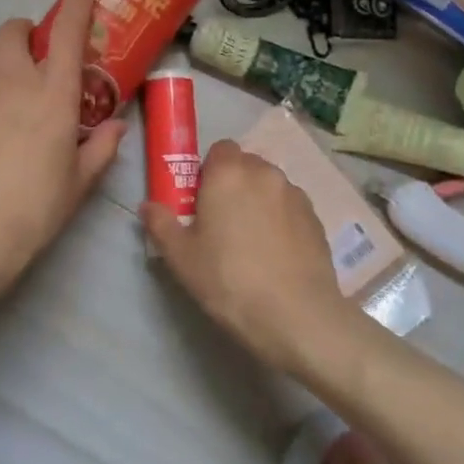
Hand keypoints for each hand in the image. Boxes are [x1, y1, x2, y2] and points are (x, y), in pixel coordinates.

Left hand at [0, 0, 125, 316]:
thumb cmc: (36, 206)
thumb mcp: (80, 181)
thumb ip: (101, 148)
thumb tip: (116, 127)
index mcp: (54, 93)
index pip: (69, 32)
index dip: (78, 4)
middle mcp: (14, 78)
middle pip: (15, 29)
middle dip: (28, 31)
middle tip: (37, 53)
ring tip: (6, 74)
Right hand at [141, 139, 351, 371]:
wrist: (295, 315)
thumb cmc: (228, 280)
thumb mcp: (182, 257)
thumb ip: (161, 224)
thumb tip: (147, 206)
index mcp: (229, 173)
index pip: (220, 149)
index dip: (209, 170)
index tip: (202, 200)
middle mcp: (265, 173)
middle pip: (246, 165)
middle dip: (233, 183)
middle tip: (222, 222)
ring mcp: (295, 194)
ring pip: (270, 186)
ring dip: (259, 200)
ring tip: (252, 240)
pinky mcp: (316, 218)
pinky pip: (290, 207)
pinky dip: (281, 219)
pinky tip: (276, 254)